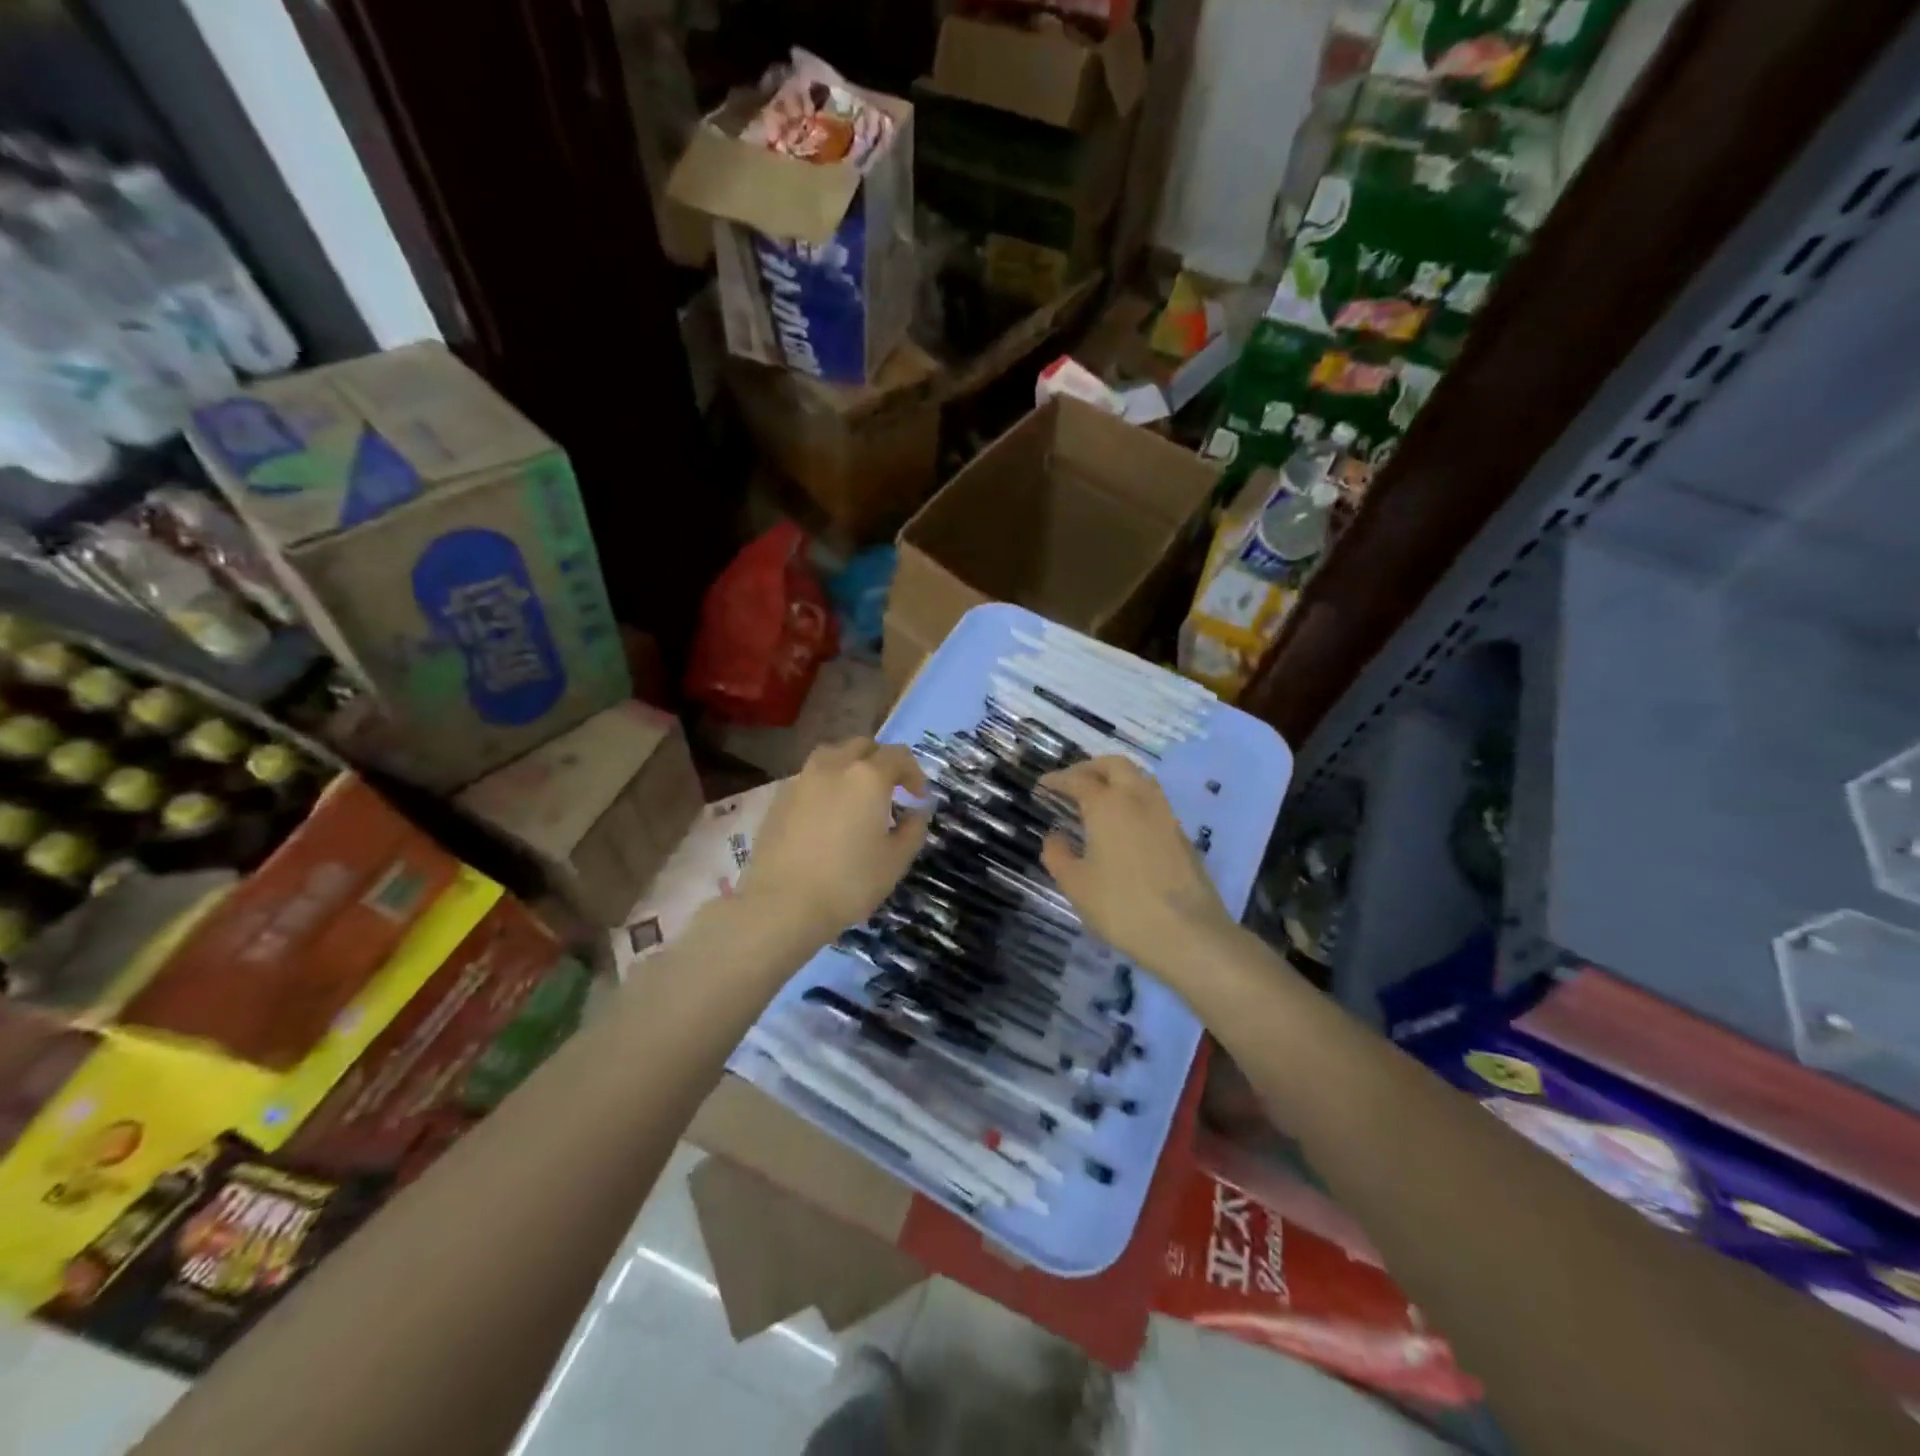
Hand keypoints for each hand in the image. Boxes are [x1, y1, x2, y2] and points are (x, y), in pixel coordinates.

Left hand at [734, 738, 929, 946]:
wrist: (782, 904)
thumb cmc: (848, 882)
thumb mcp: (895, 861)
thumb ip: (913, 829)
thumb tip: (917, 811)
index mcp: (867, 777)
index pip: (898, 755)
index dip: (913, 773)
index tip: (918, 798)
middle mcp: (833, 767)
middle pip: (862, 746)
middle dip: (880, 761)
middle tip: (889, 790)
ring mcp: (801, 780)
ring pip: (831, 756)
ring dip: (849, 767)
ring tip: (855, 796)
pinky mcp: (779, 798)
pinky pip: (809, 778)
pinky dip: (825, 784)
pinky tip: (827, 814)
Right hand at [1039, 756, 1233, 969]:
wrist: (1187, 933)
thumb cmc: (1121, 906)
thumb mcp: (1076, 885)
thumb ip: (1058, 855)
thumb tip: (1054, 836)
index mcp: (1107, 805)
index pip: (1078, 779)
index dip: (1058, 780)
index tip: (1042, 786)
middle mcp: (1138, 799)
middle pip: (1115, 765)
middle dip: (1090, 768)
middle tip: (1072, 782)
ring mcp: (1165, 814)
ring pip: (1139, 779)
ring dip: (1116, 779)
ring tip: (1098, 798)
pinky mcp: (1181, 834)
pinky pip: (1153, 801)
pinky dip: (1133, 799)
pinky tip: (1124, 824)